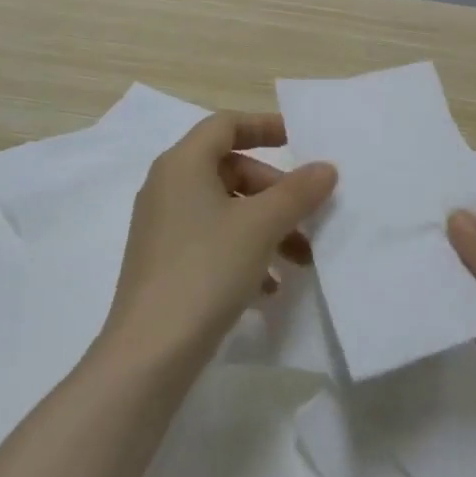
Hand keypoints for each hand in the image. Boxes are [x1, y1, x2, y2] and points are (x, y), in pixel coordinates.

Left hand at [101, 113, 337, 373]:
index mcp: (182, 164)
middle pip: (231, 170)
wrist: (150, 352)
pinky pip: (213, 241)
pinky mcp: (165, 262)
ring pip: (226, 210)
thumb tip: (325, 168)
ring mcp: (163, 227)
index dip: (264, 126)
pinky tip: (270, 289)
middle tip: (307, 217)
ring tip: (300, 261)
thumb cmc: (206, 270)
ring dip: (267, 227)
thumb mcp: (261, 226)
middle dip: (275, 192)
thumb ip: (297, 192)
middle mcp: (167, 187)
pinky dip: (245, 253)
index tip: (300, 140)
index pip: (225, 125)